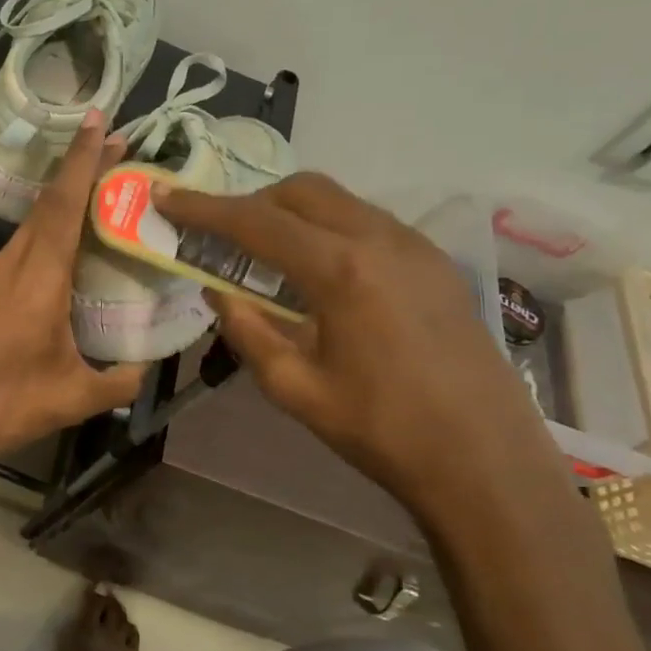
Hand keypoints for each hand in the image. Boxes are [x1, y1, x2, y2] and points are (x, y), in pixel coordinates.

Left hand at [0, 113, 146, 473]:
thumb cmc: (3, 403)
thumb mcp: (73, 396)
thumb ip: (119, 381)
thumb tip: (145, 369)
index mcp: (37, 276)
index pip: (63, 204)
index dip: (84, 160)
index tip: (103, 122)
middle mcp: (10, 264)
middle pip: (48, 205)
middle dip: (81, 172)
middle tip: (119, 151)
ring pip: (32, 226)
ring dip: (63, 204)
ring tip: (100, 196)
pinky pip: (20, 249)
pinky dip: (47, 235)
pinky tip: (66, 253)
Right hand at [157, 172, 564, 513]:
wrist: (485, 460)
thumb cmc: (381, 430)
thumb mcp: (294, 387)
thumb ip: (248, 329)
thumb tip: (217, 291)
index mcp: (340, 269)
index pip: (256, 221)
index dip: (203, 208)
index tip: (165, 196)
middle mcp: (380, 239)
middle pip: (301, 191)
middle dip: (252, 202)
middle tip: (219, 234)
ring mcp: (415, 246)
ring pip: (339, 200)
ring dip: (291, 212)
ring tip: (264, 251)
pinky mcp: (435, 262)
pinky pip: (367, 221)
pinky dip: (328, 227)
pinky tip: (318, 270)